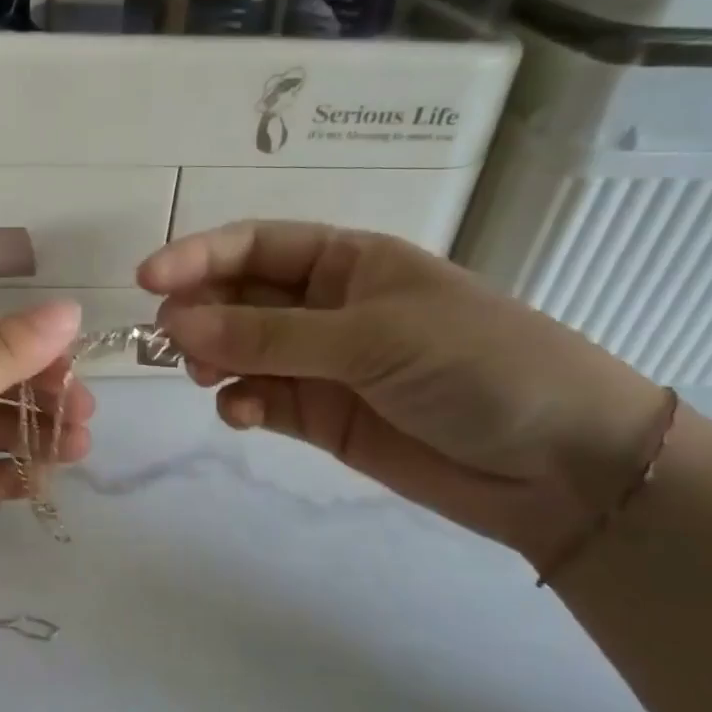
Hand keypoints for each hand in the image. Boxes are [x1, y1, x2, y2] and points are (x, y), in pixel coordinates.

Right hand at [139, 223, 667, 566]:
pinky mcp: (322, 416)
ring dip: (214, 358)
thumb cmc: (478, 364)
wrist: (563, 466)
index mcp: (347, 261)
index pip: (255, 245)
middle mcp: (326, 306)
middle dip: (202, 312)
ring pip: (242, 350)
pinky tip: (241, 415)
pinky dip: (241, 404)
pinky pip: (262, 399)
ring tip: (205, 376)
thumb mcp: (372, 337)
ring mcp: (321, 363)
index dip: (199, 256)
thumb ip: (270, 334)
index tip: (148, 280)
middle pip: (239, 296)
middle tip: (172, 339)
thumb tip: (178, 323)